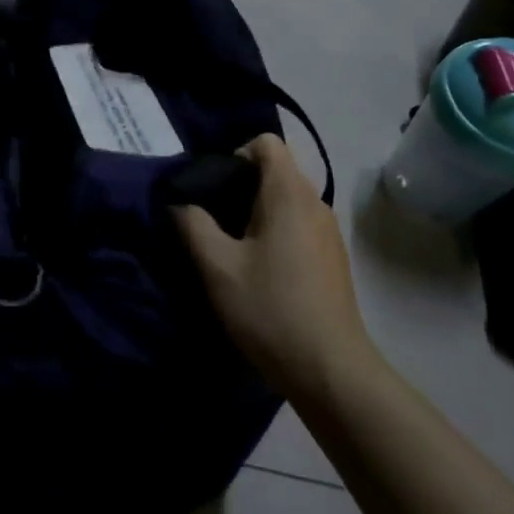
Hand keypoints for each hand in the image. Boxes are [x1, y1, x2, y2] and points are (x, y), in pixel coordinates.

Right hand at [173, 135, 374, 400]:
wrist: (330, 370)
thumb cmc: (270, 309)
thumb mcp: (217, 267)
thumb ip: (193, 225)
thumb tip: (180, 202)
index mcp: (289, 194)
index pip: (266, 143)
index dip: (234, 154)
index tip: (213, 189)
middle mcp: (316, 203)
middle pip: (276, 170)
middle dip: (240, 186)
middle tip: (211, 219)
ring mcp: (329, 232)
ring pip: (287, 200)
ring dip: (257, 212)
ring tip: (230, 246)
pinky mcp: (334, 258)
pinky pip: (299, 224)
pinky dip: (276, 231)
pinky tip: (259, 269)